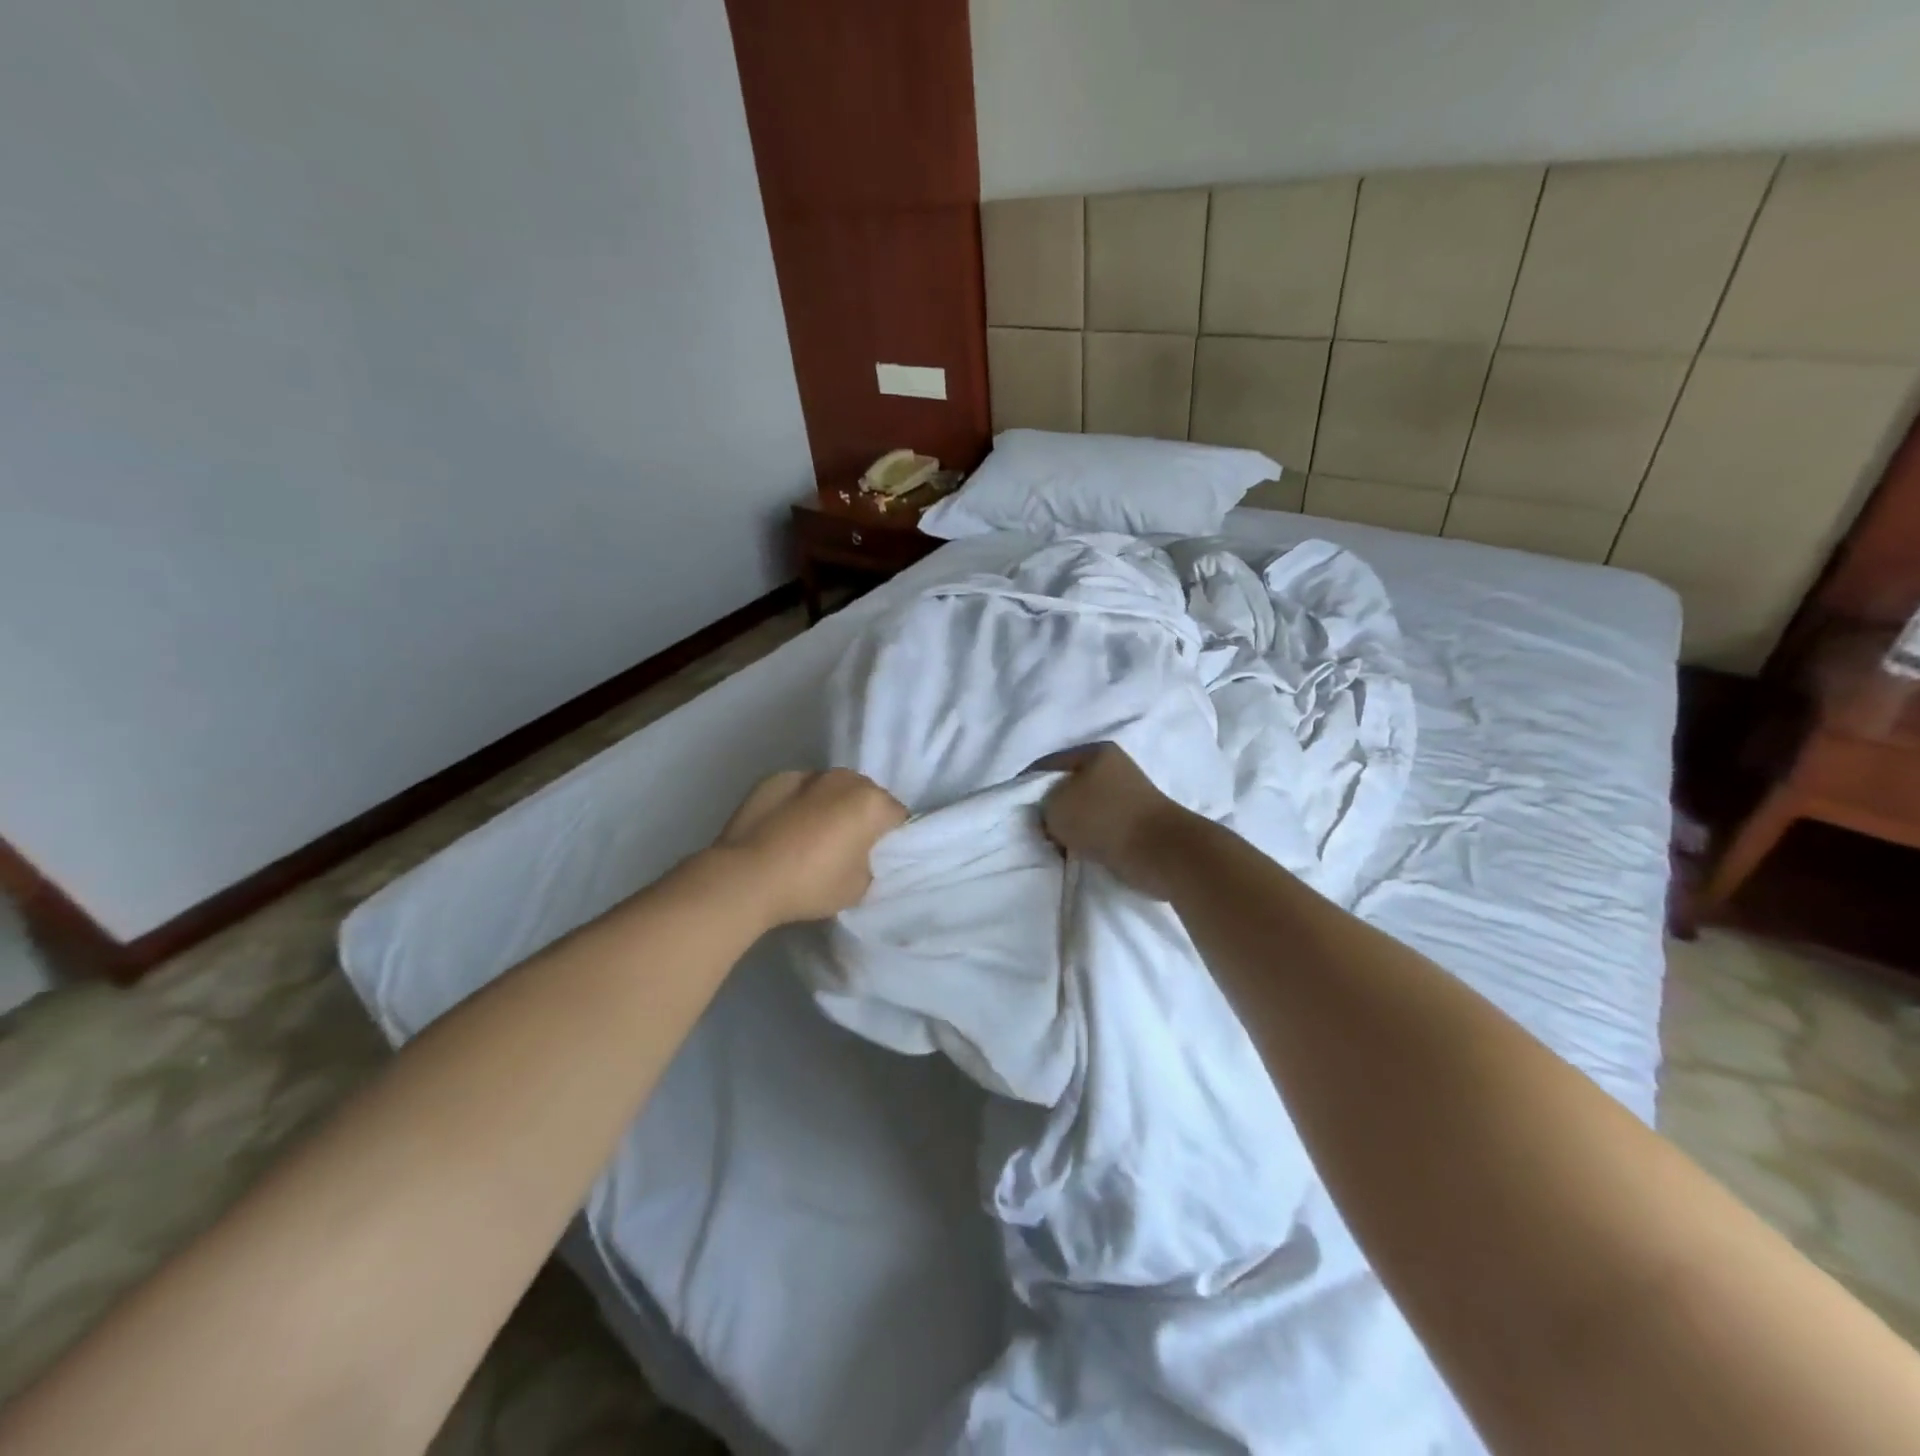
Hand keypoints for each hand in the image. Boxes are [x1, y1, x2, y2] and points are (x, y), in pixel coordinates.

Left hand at [714, 769, 907, 924]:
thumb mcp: (859, 887)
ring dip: (828, 805)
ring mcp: (807, 774)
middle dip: (860, 815)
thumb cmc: (811, 884)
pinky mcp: (773, 779)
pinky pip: (798, 791)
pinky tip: (783, 829)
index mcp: (871, 803)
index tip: (878, 856)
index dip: (891, 838)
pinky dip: (797, 804)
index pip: (897, 816)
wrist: (746, 878)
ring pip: (830, 789)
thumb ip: (869, 863)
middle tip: (846, 846)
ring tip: (811, 835)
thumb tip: (858, 854)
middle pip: (864, 795)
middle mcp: (844, 779)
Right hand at [1035, 743, 1193, 899]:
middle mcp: (1114, 767)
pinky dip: (1089, 838)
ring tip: (1058, 845)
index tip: (1014, 810)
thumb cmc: (1105, 820)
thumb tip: (1051, 814)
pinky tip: (1080, 851)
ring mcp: (1128, 794)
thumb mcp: (1056, 806)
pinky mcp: (1137, 821)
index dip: (1025, 786)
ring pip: (1084, 808)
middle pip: (1067, 786)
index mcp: (1095, 752)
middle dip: (1050, 808)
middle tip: (1037, 831)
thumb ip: (1042, 804)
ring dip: (1070, 826)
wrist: (1163, 852)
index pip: (1047, 764)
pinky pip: (1100, 826)